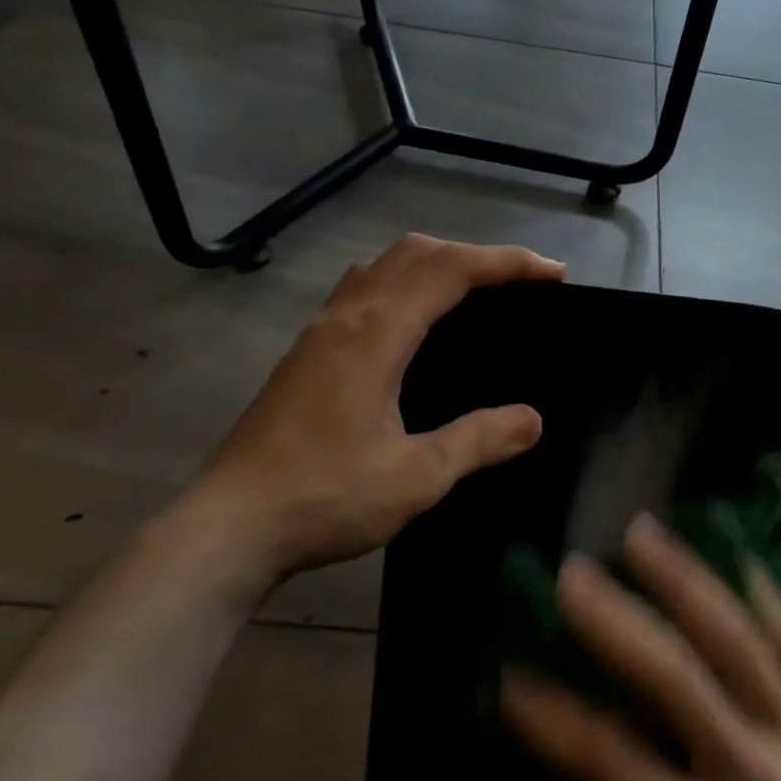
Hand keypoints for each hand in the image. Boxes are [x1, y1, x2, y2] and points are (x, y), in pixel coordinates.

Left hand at [172, 234, 564, 592]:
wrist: (228, 527)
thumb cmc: (324, 498)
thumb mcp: (415, 477)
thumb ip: (478, 441)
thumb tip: (532, 419)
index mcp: (376, 334)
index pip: (451, 270)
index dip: (507, 262)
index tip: (552, 273)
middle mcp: (346, 318)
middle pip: (415, 252)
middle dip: (474, 254)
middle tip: (519, 282)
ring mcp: (318, 333)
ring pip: (382, 266)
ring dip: (434, 263)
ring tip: (473, 293)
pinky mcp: (305, 354)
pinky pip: (361, 290)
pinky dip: (402, 284)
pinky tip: (413, 326)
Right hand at [501, 517, 780, 780]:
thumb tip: (590, 767)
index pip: (617, 766)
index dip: (556, 720)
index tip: (509, 675)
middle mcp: (757, 775)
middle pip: (678, 681)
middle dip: (617, 621)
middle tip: (572, 573)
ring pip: (738, 641)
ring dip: (685, 580)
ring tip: (643, 533)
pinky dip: (764, 593)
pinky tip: (734, 548)